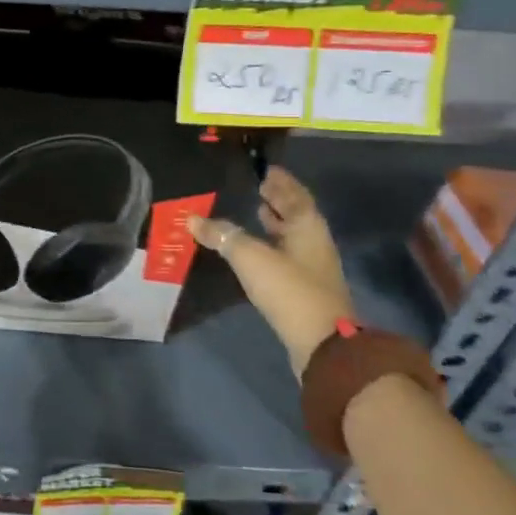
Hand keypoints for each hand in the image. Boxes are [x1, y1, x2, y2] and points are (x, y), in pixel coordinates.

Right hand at [188, 166, 353, 377]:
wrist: (323, 344)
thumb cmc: (289, 290)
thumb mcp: (250, 258)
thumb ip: (223, 235)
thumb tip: (193, 219)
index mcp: (307, 227)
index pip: (295, 194)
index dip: (281, 182)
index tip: (266, 170)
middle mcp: (314, 242)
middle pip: (296, 214)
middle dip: (279, 200)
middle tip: (258, 187)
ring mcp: (312, 268)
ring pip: (292, 236)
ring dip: (276, 223)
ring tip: (256, 212)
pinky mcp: (304, 289)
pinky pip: (286, 255)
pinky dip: (272, 245)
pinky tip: (256, 250)